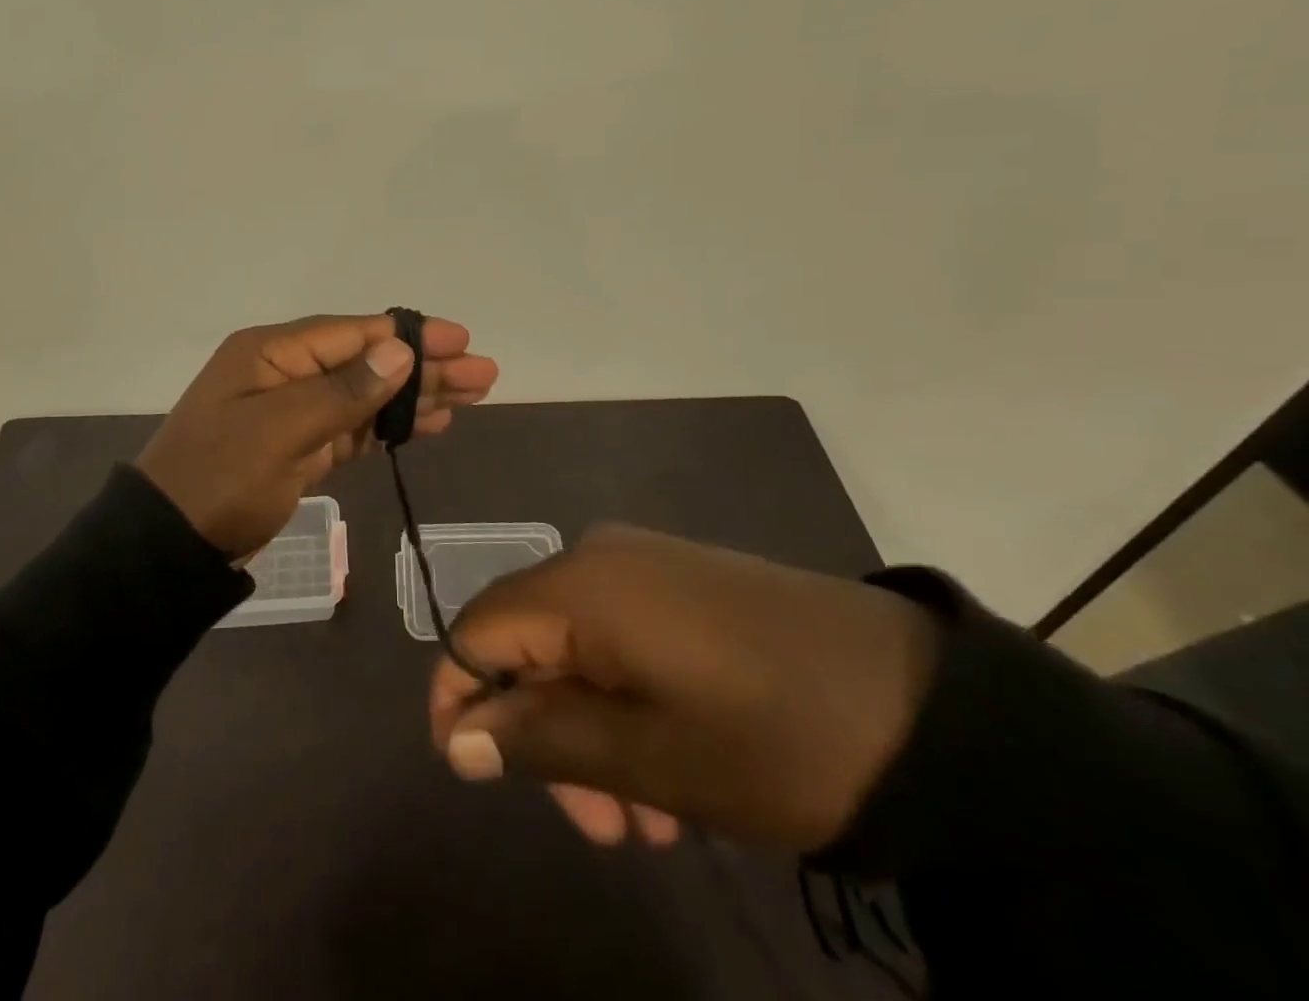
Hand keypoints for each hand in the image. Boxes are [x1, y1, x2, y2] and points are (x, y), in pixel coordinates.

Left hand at [136, 313, 497, 557]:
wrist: (169, 545)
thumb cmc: (220, 479)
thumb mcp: (280, 431)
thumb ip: (343, 391)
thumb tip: (399, 351)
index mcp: (273, 353)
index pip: (354, 334)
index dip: (410, 336)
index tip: (460, 339)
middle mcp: (286, 372)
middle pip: (367, 362)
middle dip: (425, 367)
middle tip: (483, 373)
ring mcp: (293, 411)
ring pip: (366, 395)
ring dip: (416, 396)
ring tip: (472, 396)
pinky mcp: (299, 447)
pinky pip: (354, 427)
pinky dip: (390, 426)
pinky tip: (428, 424)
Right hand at [427, 525, 940, 851]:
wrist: (927, 704)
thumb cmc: (775, 737)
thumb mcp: (652, 758)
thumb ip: (541, 741)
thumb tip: (456, 739)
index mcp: (579, 586)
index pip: (476, 630)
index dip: (460, 699)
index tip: (474, 773)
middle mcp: (599, 557)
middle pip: (528, 642)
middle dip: (543, 734)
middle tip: (599, 826)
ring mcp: (646, 564)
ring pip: (577, 647)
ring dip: (592, 731)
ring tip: (652, 819)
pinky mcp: (683, 581)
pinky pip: (622, 634)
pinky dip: (626, 700)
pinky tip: (675, 767)